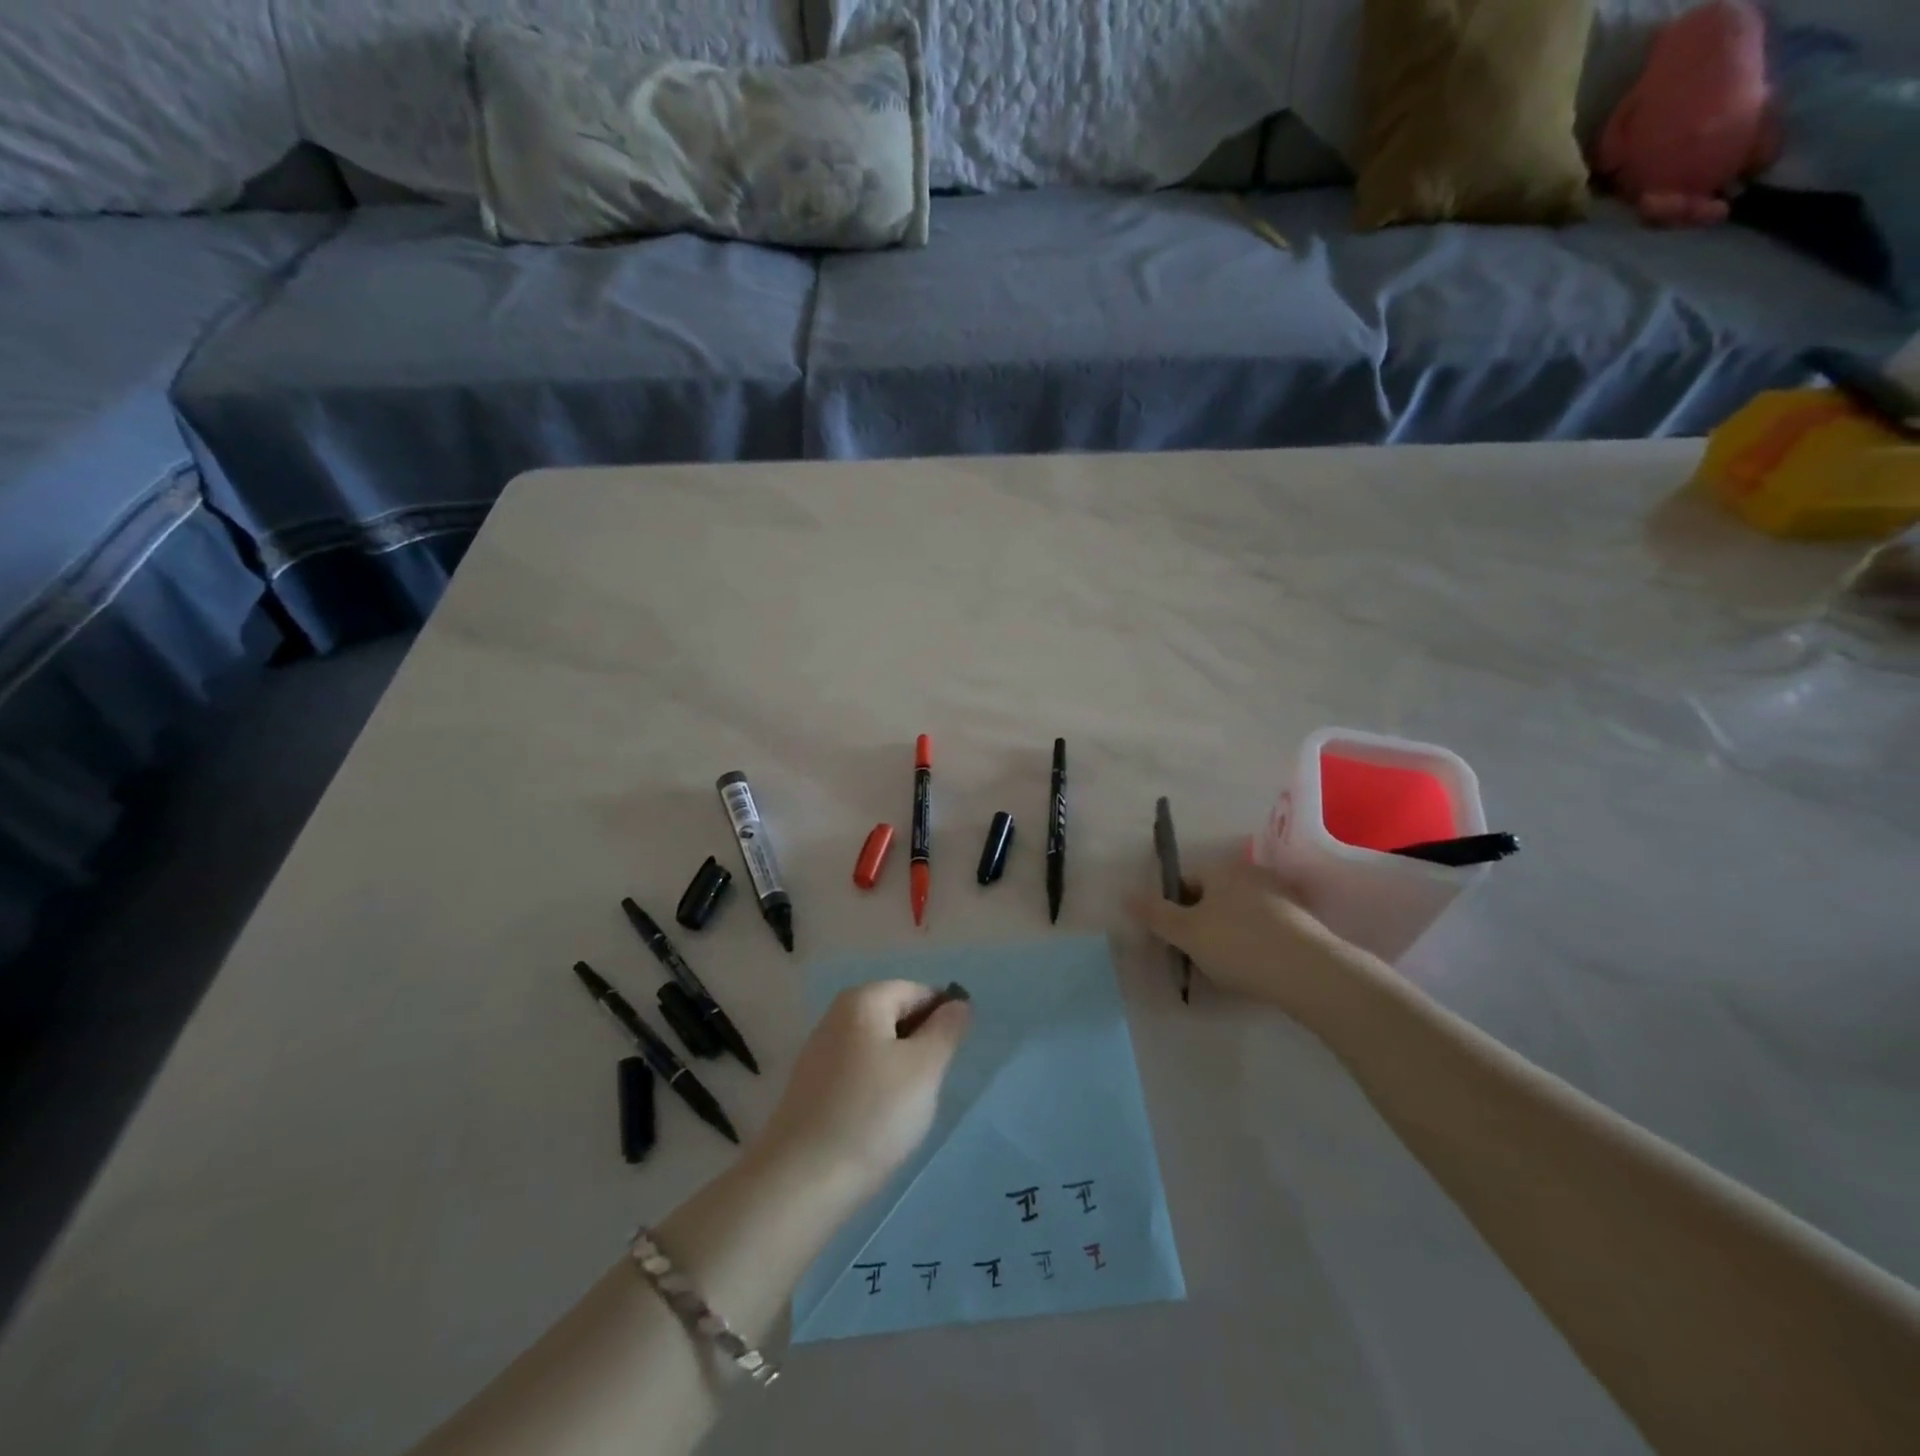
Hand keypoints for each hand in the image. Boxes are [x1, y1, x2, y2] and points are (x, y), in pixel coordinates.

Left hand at [751, 981, 970, 1205]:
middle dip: (921, 1043)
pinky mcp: (811, 1088)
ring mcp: (819, 1053)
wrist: (800, 1182)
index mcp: (863, 1000)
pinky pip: (858, 1073)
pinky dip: (877, 1088)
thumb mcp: (924, 1068)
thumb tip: (958, 1004)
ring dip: (901, 1068)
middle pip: (895, 1015)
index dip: (943, 1016)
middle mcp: (836, 1016)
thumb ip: (946, 1029)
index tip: (956, 1055)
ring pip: (878, 1047)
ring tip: (911, 1107)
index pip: (917, 991)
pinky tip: (882, 1121)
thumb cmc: (872, 1115)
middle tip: (934, 1083)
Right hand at [1126, 857, 1380, 1021]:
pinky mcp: (1303, 922)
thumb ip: (1154, 913)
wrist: (1311, 973)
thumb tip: (1124, 892)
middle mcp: (1252, 873)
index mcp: (1222, 868)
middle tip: (1197, 955)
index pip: (1186, 882)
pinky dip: (1256, 944)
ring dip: (1229, 933)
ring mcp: (1281, 896)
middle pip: (1214, 896)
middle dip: (1202, 921)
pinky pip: (1266, 929)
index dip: (1175, 909)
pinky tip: (1255, 969)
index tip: (1176, 939)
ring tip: (1226, 967)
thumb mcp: (1186, 932)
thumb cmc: (1239, 945)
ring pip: (1241, 913)